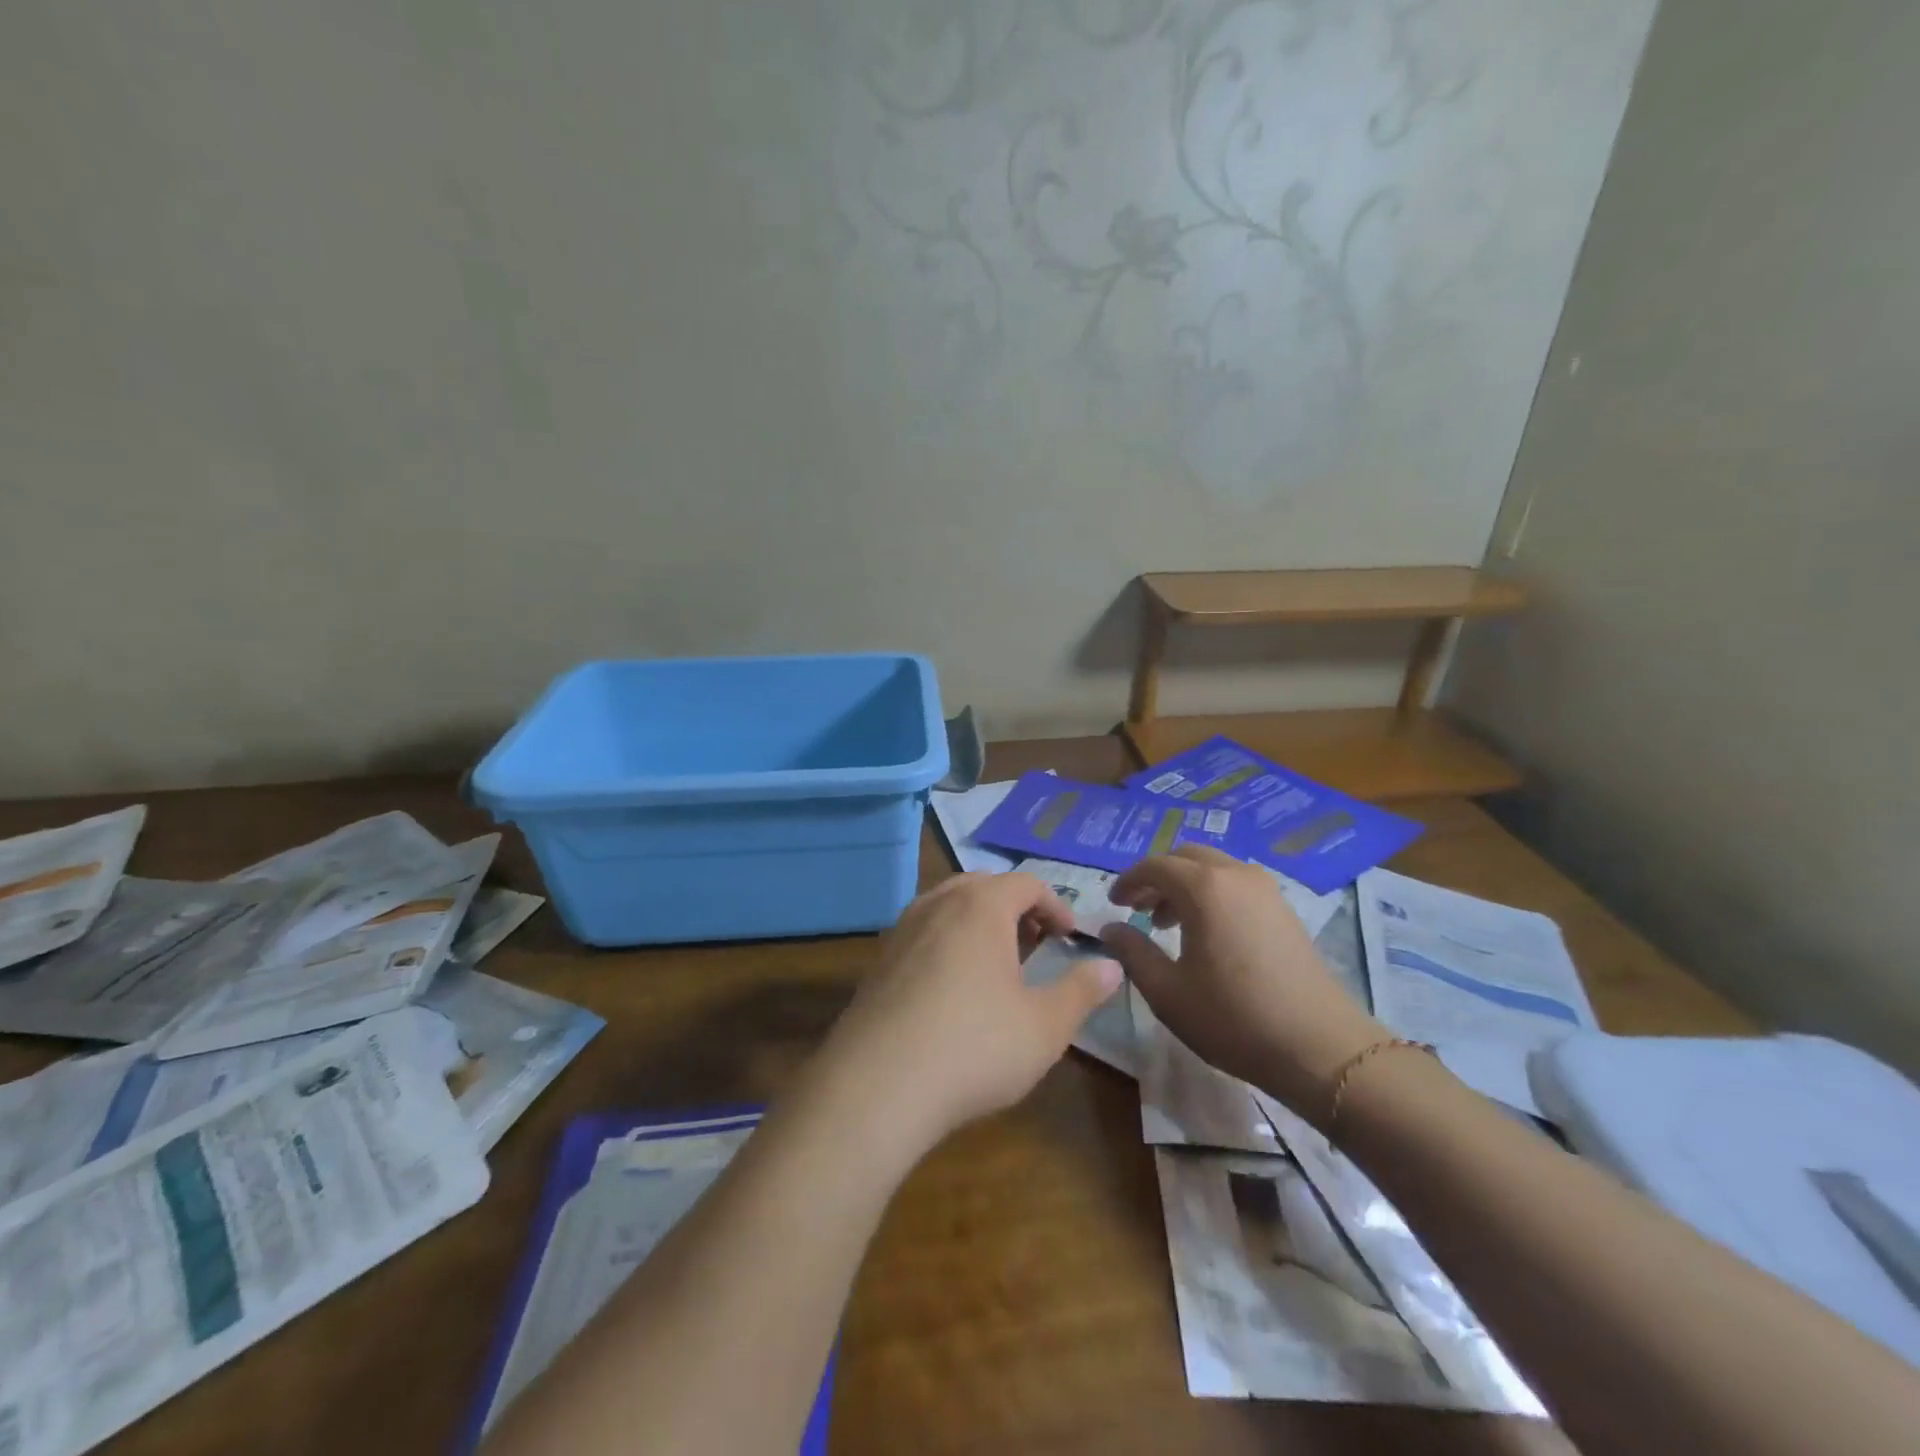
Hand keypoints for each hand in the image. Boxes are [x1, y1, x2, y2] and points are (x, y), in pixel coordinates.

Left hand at [818, 872, 1122, 1151]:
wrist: (877, 1085)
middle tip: (1036, 943)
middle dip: (1016, 908)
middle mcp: (937, 904)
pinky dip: (947, 943)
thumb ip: (1081, 991)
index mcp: (981, 906)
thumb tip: (1112, 966)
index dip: (1056, 905)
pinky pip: (922, 933)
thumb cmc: (974, 1047)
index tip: (1071, 938)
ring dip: (979, 923)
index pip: (1026, 883)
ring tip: (997, 964)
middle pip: (983, 885)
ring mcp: (902, 930)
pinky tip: (953, 990)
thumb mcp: (1045, 1026)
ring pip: (948, 906)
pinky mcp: (878, 961)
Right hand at [1100, 846, 1385, 1119]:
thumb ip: (1132, 952)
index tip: (1113, 904)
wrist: (1320, 1048)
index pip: (1155, 865)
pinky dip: (1212, 894)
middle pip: (1186, 857)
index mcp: (1204, 887)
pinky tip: (1207, 933)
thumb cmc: (1233, 1018)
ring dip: (1185, 885)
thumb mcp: (1167, 991)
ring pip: (1214, 868)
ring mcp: (1266, 890)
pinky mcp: (1285, 909)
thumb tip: (1110, 929)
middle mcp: (1236, 875)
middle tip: (1138, 909)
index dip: (1128, 881)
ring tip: (1168, 923)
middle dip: (1157, 877)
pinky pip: (1236, 884)